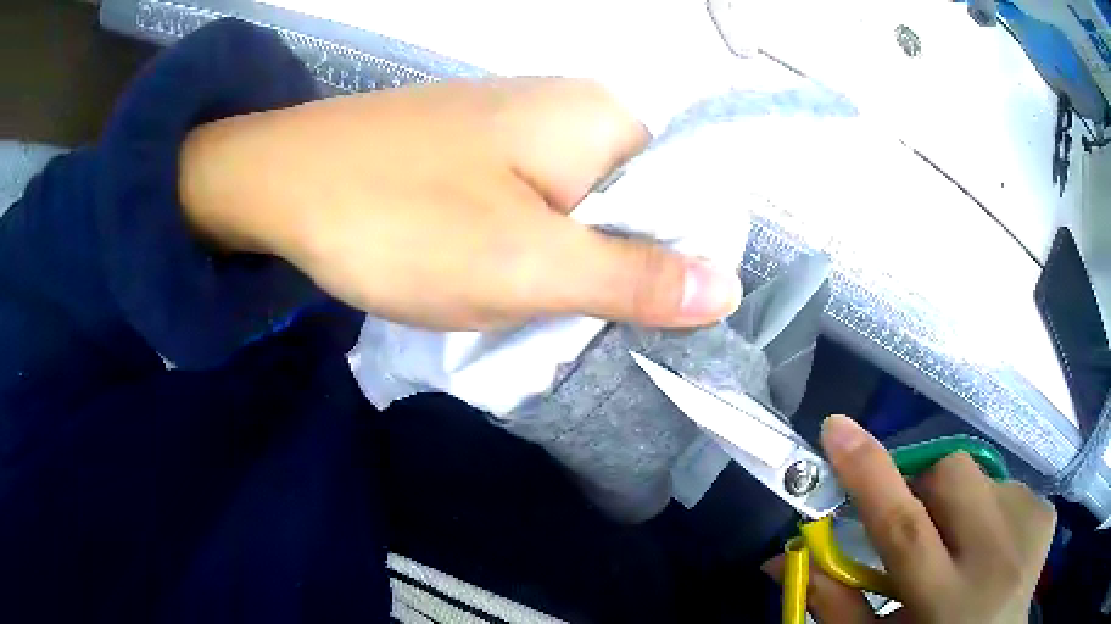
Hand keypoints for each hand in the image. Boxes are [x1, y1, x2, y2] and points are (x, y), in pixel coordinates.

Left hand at [179, 78, 739, 329]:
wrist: (279, 183)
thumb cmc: (400, 220)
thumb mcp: (527, 266)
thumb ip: (635, 278)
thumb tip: (727, 287)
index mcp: (601, 119)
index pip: (686, 196)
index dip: (672, 263)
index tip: (631, 317)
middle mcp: (570, 108)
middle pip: (631, 204)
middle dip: (607, 270)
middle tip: (561, 317)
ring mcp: (517, 123)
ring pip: (577, 209)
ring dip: (559, 264)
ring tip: (516, 301)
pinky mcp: (475, 146)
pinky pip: (530, 201)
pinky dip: (521, 245)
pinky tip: (485, 271)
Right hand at [764, 415, 1055, 623]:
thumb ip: (834, 604)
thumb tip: (783, 558)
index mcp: (944, 603)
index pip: (904, 528)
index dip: (868, 474)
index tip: (837, 429)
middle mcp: (994, 560)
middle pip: (950, 477)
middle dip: (925, 487)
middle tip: (921, 526)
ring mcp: (1028, 531)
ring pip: (981, 476)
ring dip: (960, 504)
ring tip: (961, 546)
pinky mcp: (1046, 514)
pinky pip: (1009, 486)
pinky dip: (992, 508)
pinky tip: (993, 546)